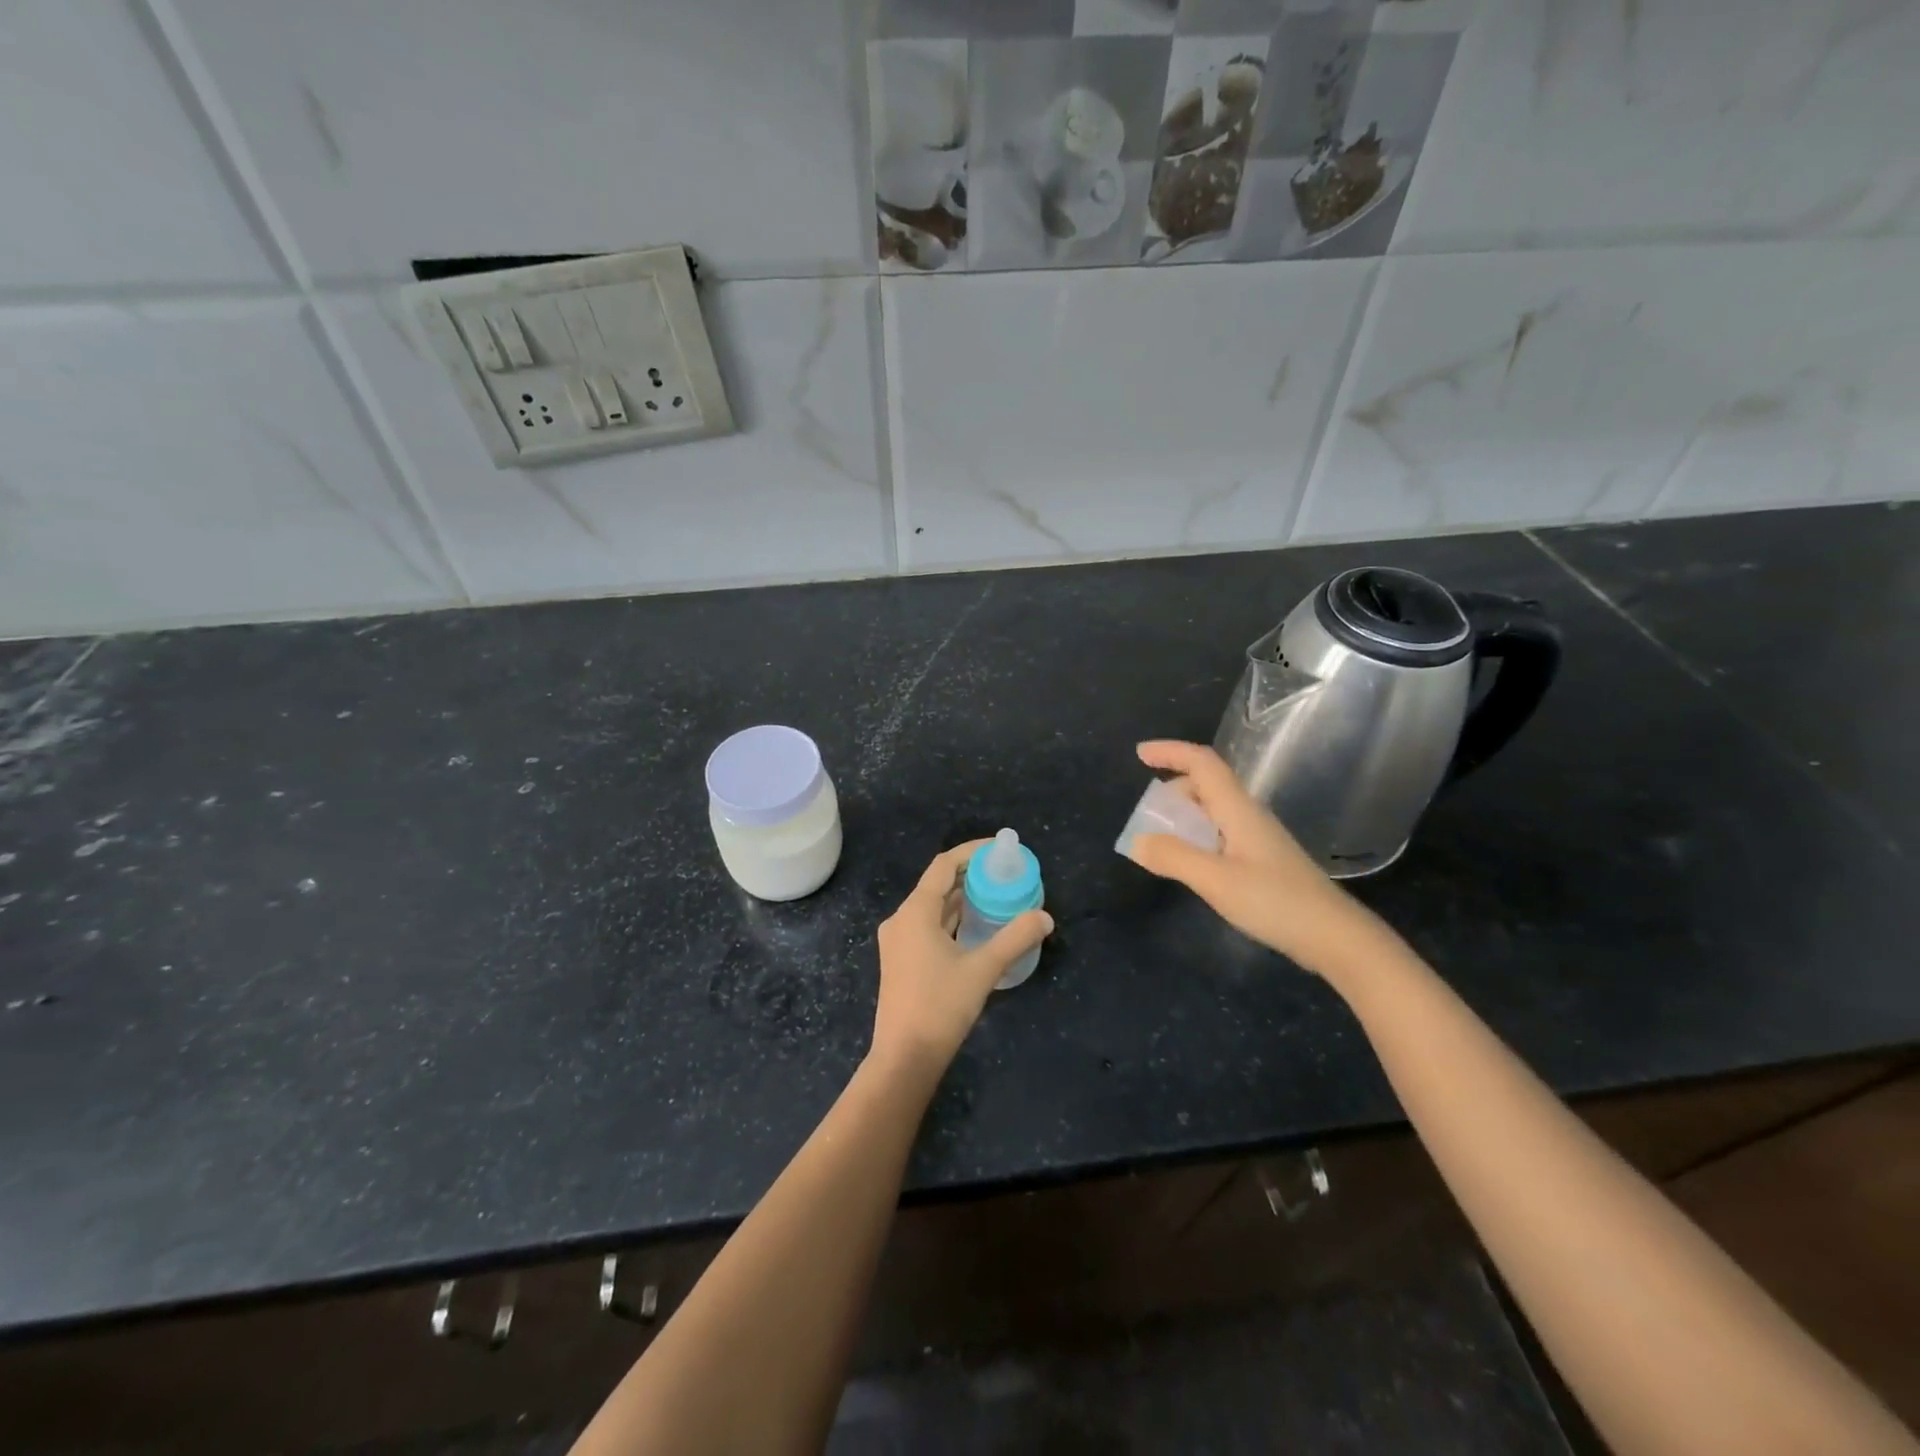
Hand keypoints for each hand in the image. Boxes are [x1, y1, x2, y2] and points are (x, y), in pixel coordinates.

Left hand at [871, 841, 1053, 1074]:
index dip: (971, 852)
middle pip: (938, 884)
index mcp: (915, 912)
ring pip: (933, 907)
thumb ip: (1015, 939)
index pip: (943, 865)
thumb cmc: (940, 1007)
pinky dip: (953, 919)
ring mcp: (898, 941)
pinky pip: (929, 926)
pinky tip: (978, 927)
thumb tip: (1045, 916)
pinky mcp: (902, 960)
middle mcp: (901, 919)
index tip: (999, 850)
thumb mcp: (983, 969)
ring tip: (998, 896)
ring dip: (963, 899)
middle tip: (1006, 874)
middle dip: (971, 876)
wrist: (904, 1058)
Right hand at [1128, 740, 1379, 979]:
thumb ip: (1173, 857)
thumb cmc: (1275, 901)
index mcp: (1238, 809)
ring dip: (1183, 816)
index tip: (1139, 754)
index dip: (1170, 752)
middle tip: (1146, 817)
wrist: (1334, 937)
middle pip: (1205, 785)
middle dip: (1171, 791)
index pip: (1202, 763)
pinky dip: (1196, 837)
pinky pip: (1219, 834)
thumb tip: (1137, 840)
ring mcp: (1257, 838)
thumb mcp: (1216, 880)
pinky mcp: (1262, 861)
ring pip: (1213, 811)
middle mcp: (1247, 815)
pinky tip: (1190, 864)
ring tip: (1161, 842)